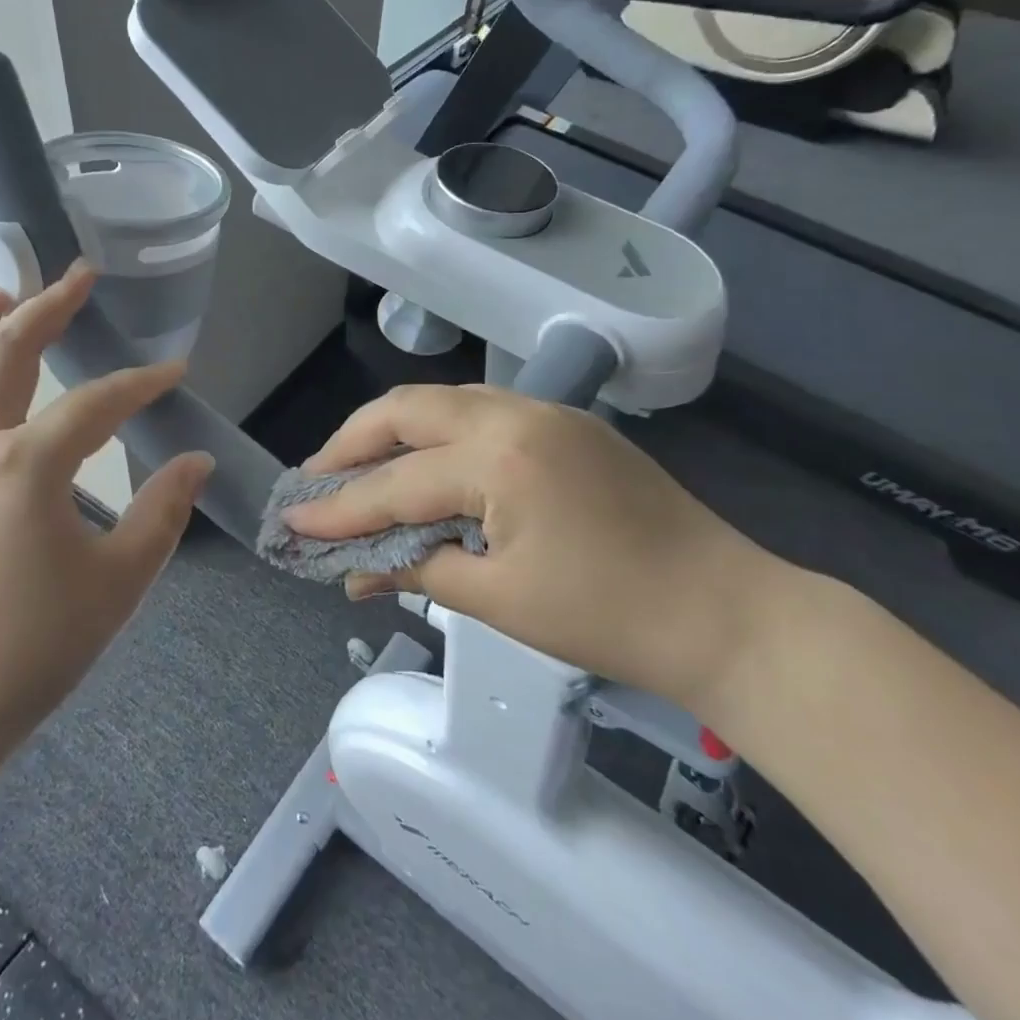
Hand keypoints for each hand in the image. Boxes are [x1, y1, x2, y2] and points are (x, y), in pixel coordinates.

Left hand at [0, 262, 212, 761]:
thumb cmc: (33, 647)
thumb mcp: (119, 581)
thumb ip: (163, 513)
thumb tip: (195, 462)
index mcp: (28, 466)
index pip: (98, 404)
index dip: (142, 384)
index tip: (175, 374)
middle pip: (7, 353)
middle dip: (50, 308)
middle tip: (80, 276)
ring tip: (0, 293)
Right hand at [283, 384, 796, 714]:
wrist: (727, 612)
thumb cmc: (611, 617)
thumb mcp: (500, 601)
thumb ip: (418, 571)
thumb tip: (354, 573)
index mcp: (500, 458)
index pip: (396, 483)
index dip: (340, 508)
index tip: (292, 521)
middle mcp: (516, 414)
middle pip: (407, 410)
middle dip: (352, 443)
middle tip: (316, 479)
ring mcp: (546, 412)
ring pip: (443, 402)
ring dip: (393, 432)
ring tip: (357, 468)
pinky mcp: (566, 425)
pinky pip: (480, 413)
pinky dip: (437, 435)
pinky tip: (423, 466)